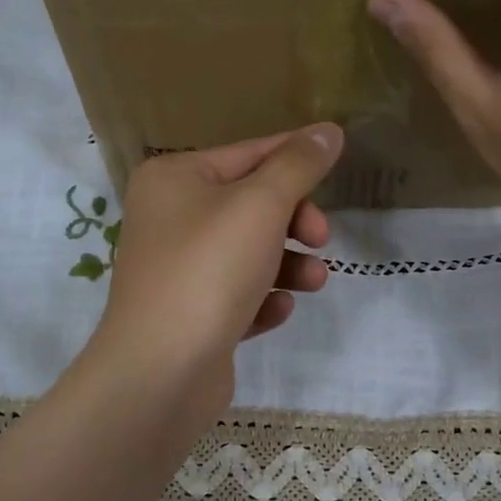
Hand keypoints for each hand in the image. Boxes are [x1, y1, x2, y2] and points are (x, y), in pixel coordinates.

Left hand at [88, 125, 343, 420]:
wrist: (161, 370)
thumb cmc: (209, 270)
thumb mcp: (261, 206)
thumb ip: (298, 165)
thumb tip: (328, 130)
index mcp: (174, 179)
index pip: (248, 154)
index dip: (296, 157)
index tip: (338, 161)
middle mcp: (169, 218)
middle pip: (251, 206)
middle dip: (294, 222)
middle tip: (321, 239)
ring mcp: (178, 269)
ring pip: (248, 254)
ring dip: (288, 265)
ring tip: (313, 282)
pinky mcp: (190, 314)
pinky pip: (236, 295)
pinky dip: (261, 300)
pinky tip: (275, 311)